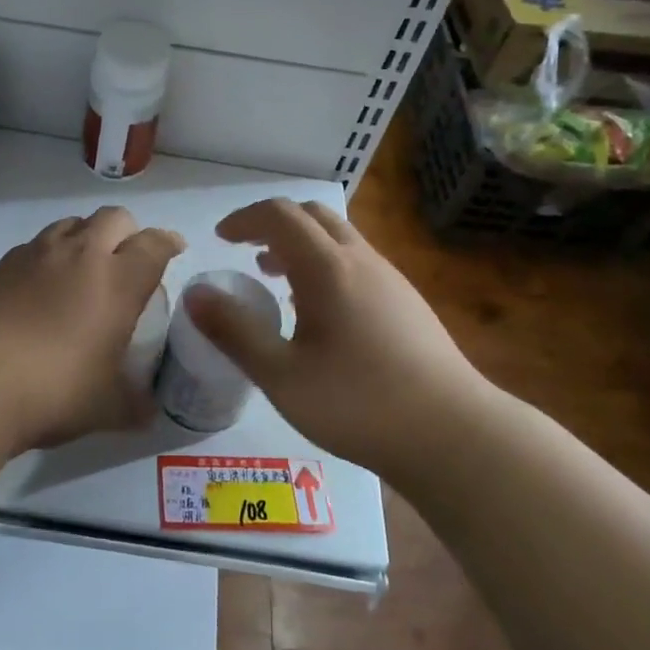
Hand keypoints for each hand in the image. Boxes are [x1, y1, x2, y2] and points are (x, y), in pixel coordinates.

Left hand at [0, 207, 184, 451]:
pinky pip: (31, 248)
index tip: (173, 249)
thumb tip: (147, 411)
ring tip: (80, 270)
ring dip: (83, 238)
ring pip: (69, 224)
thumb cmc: (52, 390)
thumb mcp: (104, 408)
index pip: (154, 244)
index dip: (168, 242)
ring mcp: (33, 254)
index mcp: (117, 281)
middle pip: (113, 217)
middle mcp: (79, 255)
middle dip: (126, 232)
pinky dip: (44, 260)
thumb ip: (132, 404)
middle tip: (125, 260)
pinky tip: (34, 292)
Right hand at [184, 198, 496, 468]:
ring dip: (301, 245)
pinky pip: (357, 262)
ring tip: (275, 280)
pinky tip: (319, 313)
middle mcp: (361, 260)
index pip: (279, 215)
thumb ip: (234, 331)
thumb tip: (194, 294)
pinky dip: (326, 265)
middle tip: (245, 253)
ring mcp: (390, 279)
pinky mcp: (408, 302)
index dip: (244, 219)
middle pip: (313, 215)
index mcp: (327, 267)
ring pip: (339, 238)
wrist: (454, 435)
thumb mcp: (281, 375)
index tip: (221, 239)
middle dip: (273, 224)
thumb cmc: (358, 403)